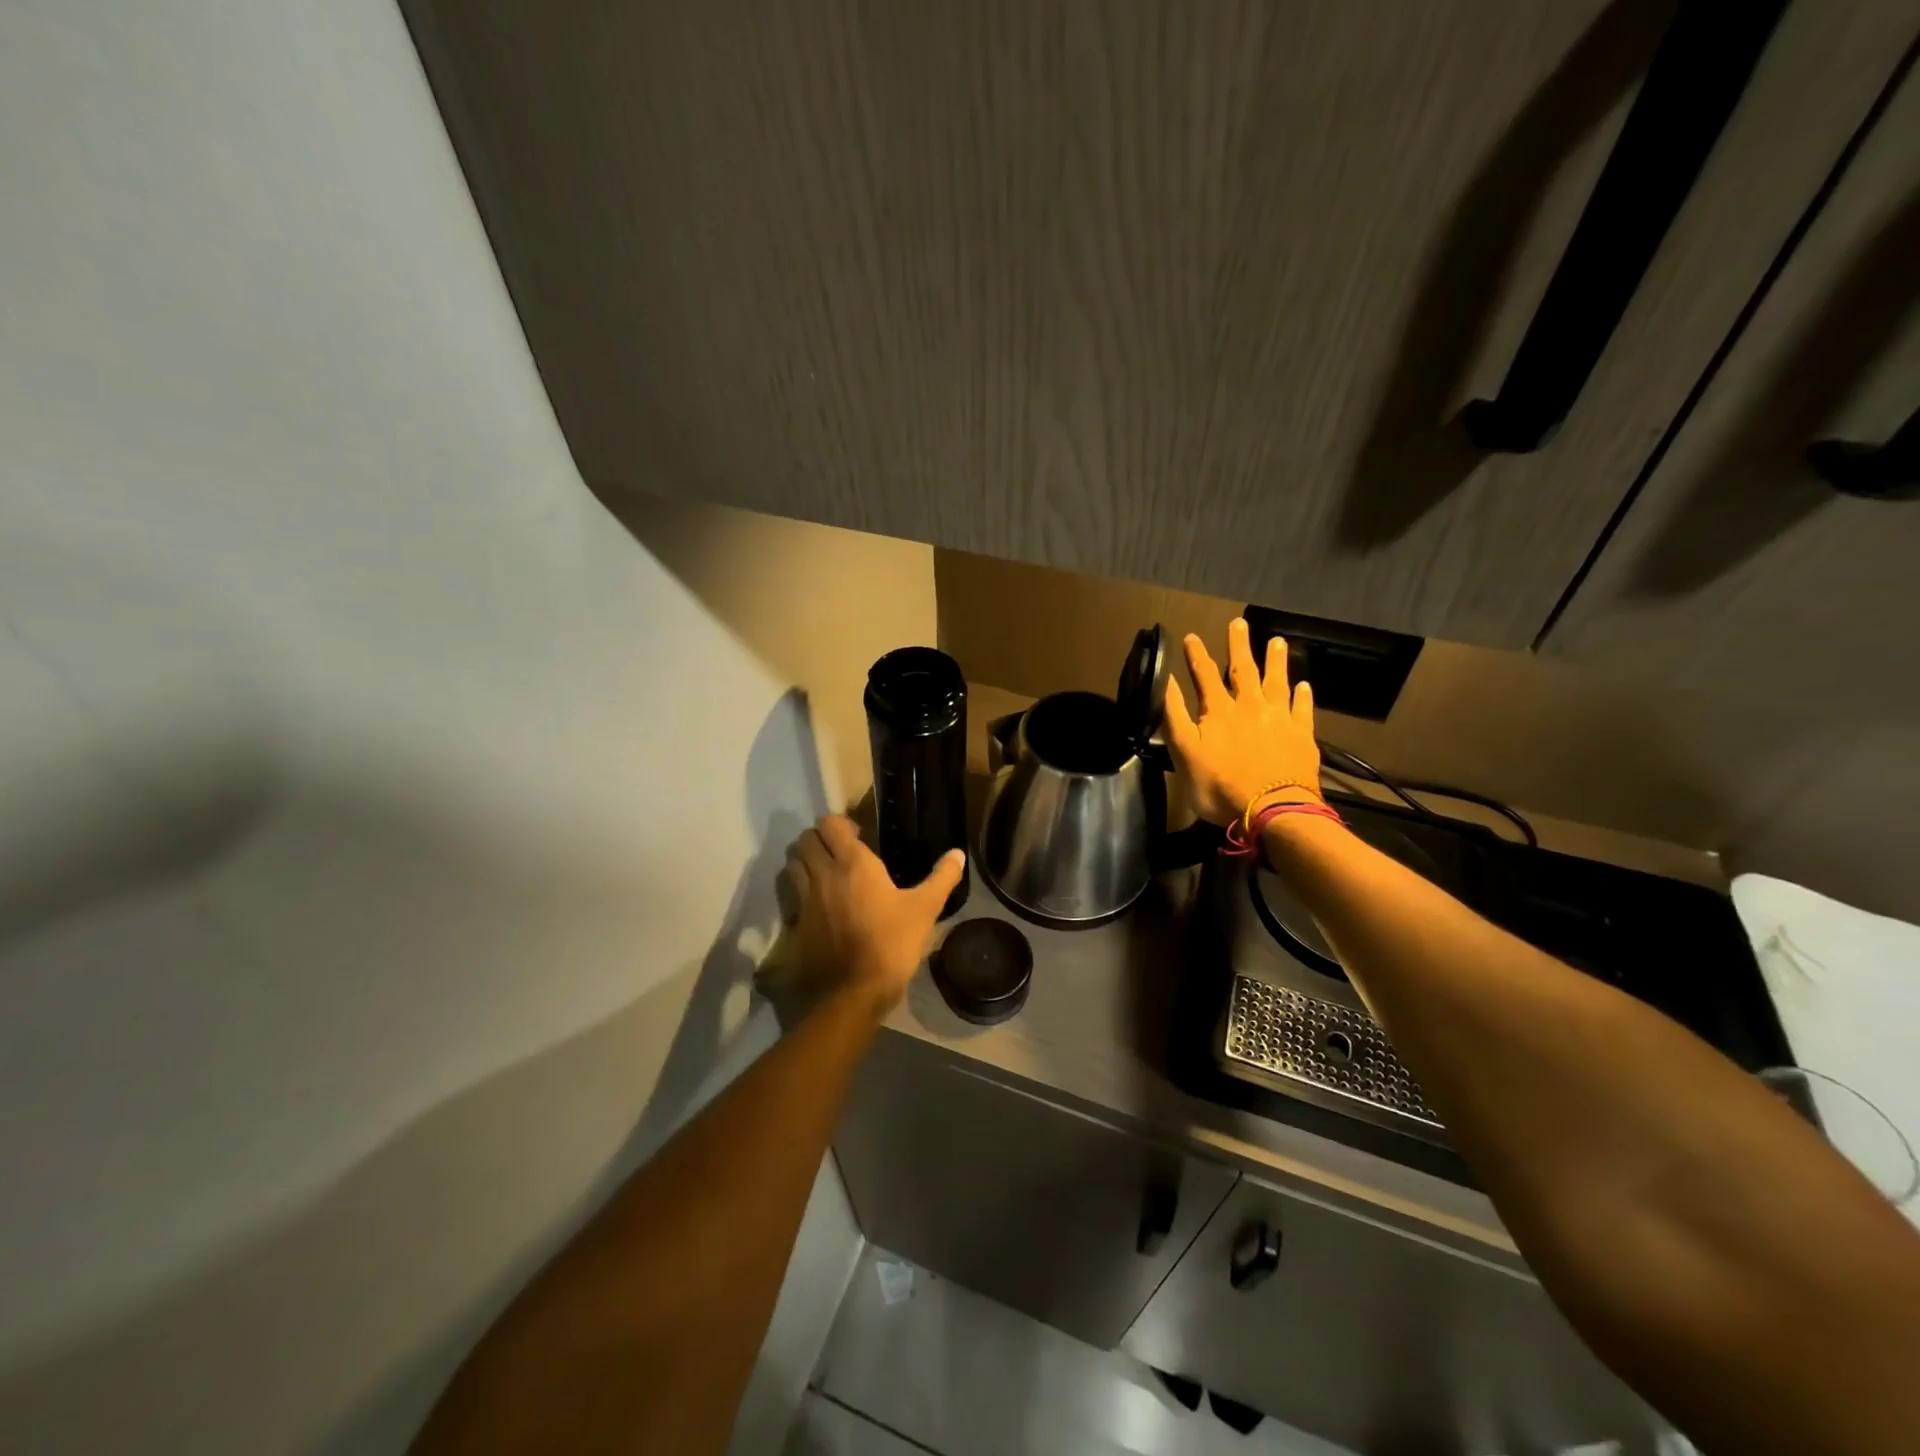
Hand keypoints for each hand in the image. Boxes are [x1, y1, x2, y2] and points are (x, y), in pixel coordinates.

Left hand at [786, 814, 964, 1014]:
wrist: (856, 992)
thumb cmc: (893, 943)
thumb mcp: (926, 909)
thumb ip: (942, 877)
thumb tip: (958, 854)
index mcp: (853, 863)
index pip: (829, 824)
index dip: (840, 825)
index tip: (859, 836)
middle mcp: (823, 875)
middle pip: (804, 840)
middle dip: (819, 840)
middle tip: (840, 853)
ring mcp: (805, 900)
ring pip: (792, 865)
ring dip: (805, 862)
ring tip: (825, 874)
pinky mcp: (796, 925)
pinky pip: (791, 897)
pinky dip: (798, 894)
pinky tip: (817, 906)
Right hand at [1165, 617, 1320, 825]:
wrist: (1273, 811)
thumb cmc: (1221, 786)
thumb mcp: (1185, 753)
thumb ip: (1175, 717)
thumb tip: (1167, 683)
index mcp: (1219, 711)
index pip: (1204, 675)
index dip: (1196, 655)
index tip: (1191, 636)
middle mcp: (1251, 707)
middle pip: (1244, 670)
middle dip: (1239, 646)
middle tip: (1239, 623)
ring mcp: (1280, 720)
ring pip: (1277, 683)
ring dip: (1275, 661)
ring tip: (1277, 642)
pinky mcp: (1302, 736)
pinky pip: (1303, 710)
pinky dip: (1302, 696)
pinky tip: (1304, 686)